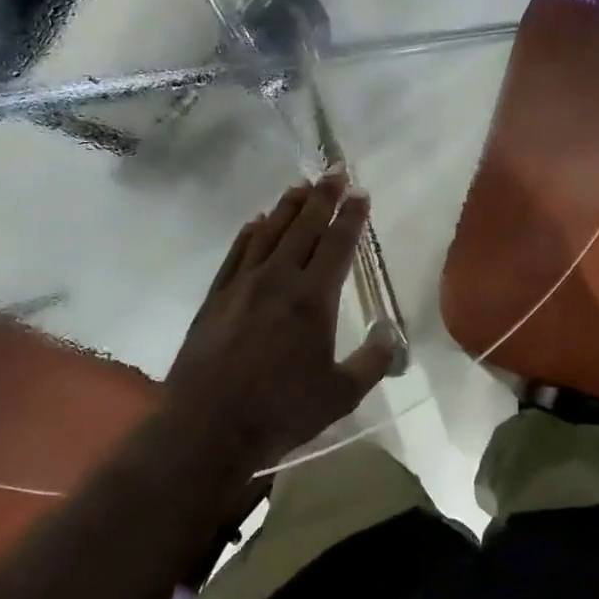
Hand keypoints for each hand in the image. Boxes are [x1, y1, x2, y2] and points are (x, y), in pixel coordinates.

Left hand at [163, 174, 396, 466]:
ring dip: (287, 207)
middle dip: (322, 197)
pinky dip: (248, 233)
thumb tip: (391, 336)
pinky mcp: (216, 296)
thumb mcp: (340, 395)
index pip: (337, 245)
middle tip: (334, 171)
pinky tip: (255, 221)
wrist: (206, 426)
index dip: (351, 217)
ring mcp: (243, 284)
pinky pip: (236, 253)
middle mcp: (278, 279)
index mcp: (313, 299)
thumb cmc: (280, 412)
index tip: (360, 194)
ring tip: (300, 186)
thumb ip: (371, 362)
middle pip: (304, 227)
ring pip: (269, 233)